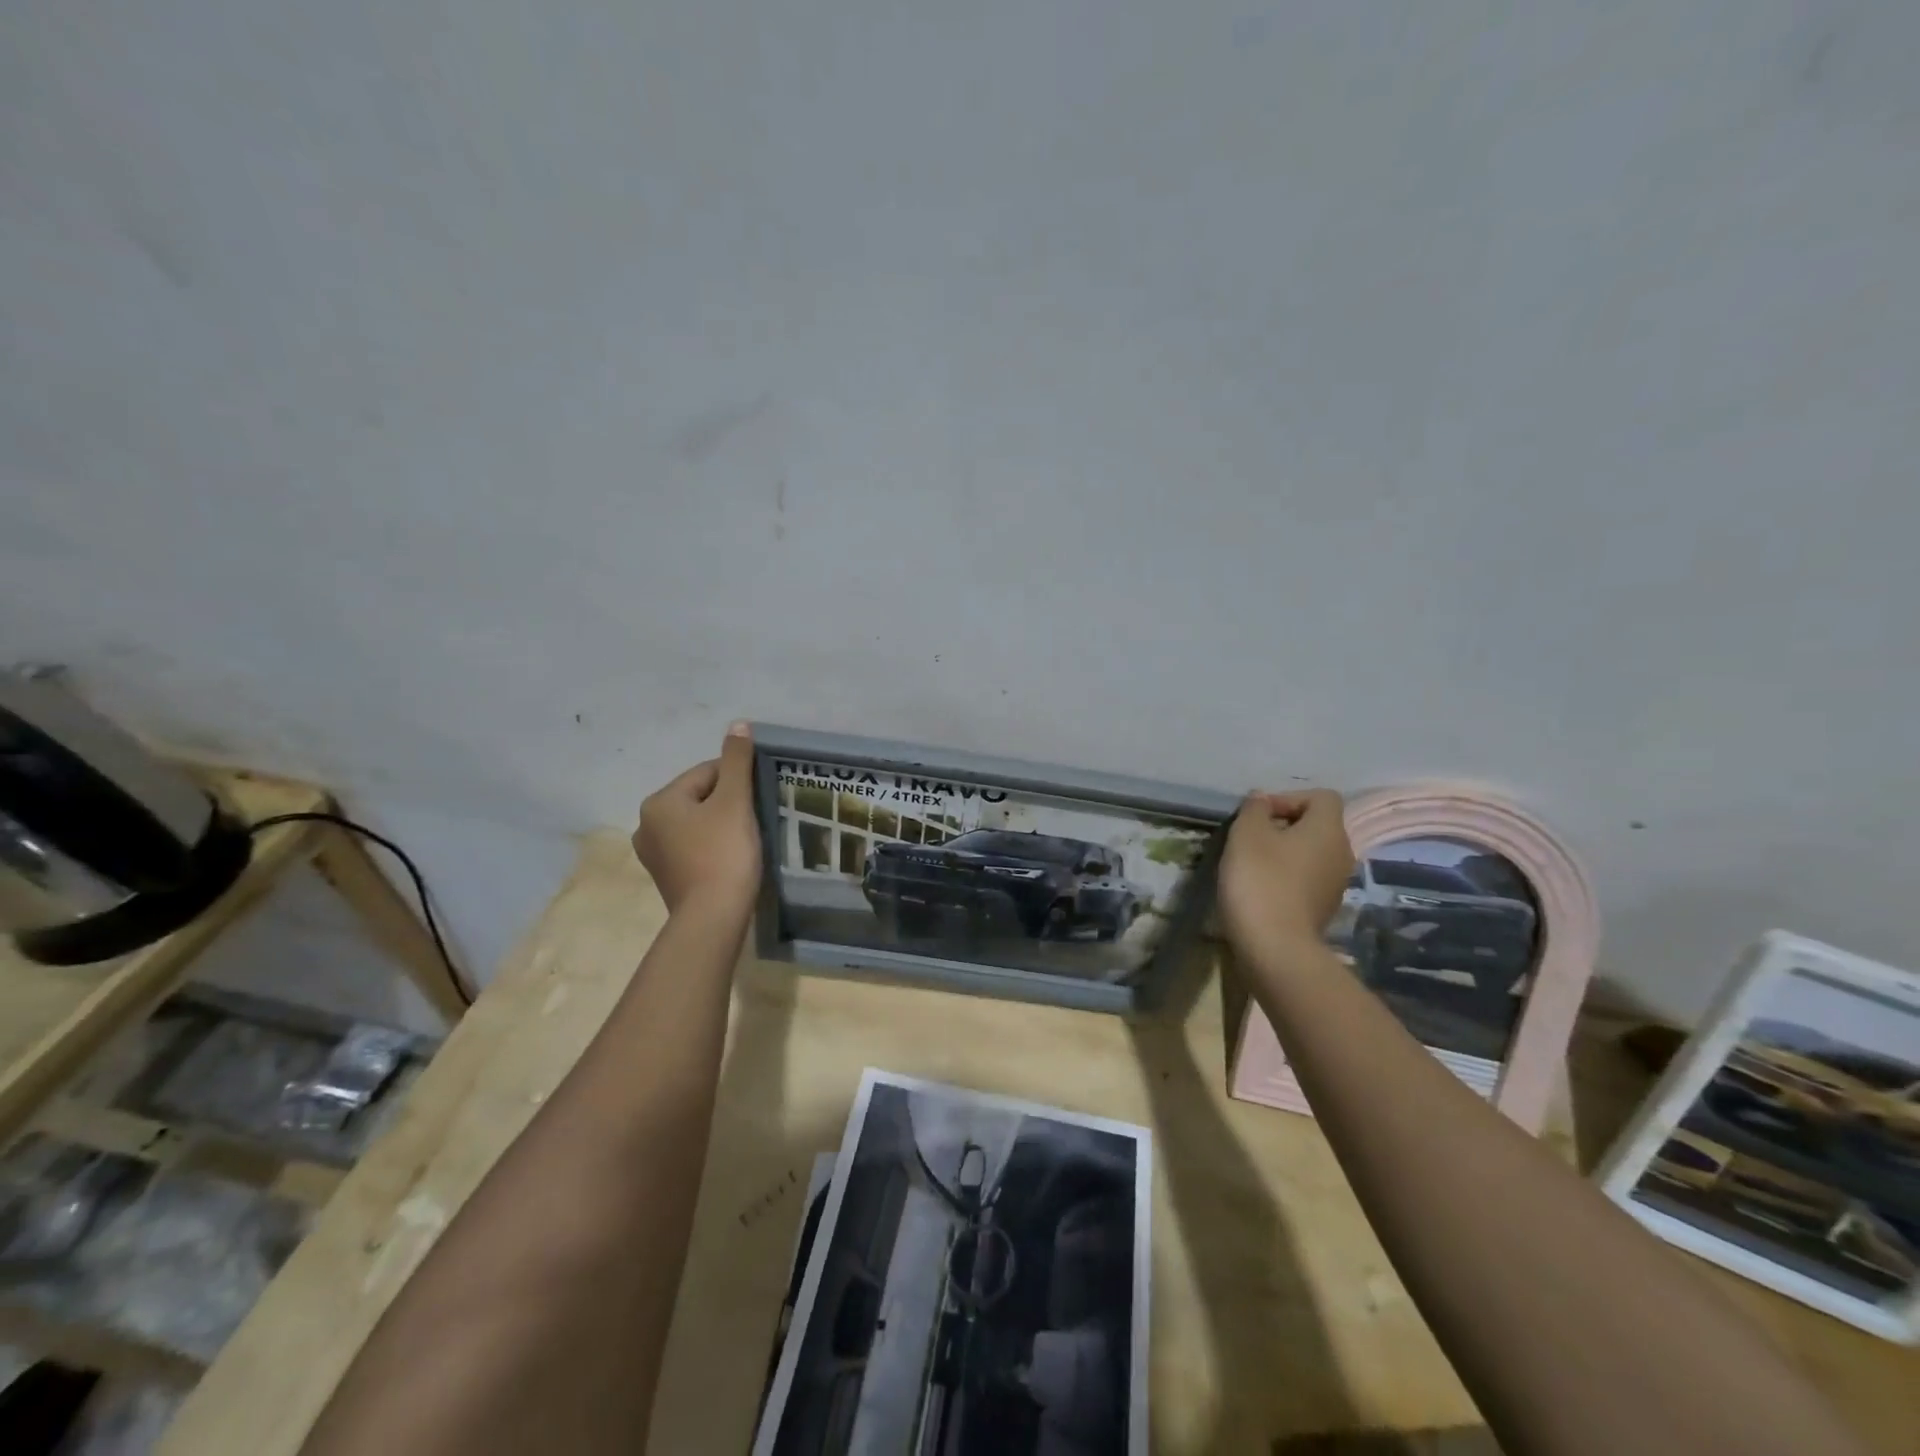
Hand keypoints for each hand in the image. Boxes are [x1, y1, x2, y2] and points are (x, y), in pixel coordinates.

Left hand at [633, 723, 762, 915]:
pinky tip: (733, 858)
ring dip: (722, 825)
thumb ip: (737, 761)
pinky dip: (713, 847)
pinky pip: (694, 848)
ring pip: (698, 824)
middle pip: (700, 797)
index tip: (761, 796)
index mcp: (659, 801)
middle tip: (757, 818)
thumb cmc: (724, 853)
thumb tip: (738, 723)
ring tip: (748, 839)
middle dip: (729, 803)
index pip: (707, 773)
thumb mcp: (735, 802)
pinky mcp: (666, 877)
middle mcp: (647, 824)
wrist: (712, 919)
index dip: (739, 780)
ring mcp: (654, 854)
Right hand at [1217, 789, 1354, 953]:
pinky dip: (1286, 877)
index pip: (1321, 796)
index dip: (1289, 797)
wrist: (1275, 947)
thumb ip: (1254, 809)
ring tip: (1251, 864)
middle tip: (1250, 838)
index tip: (1259, 815)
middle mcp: (1342, 853)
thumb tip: (1262, 799)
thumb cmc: (1260, 879)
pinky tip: (1260, 890)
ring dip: (1283, 853)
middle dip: (1283, 825)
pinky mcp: (1324, 909)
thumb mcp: (1246, 834)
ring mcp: (1336, 884)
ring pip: (1311, 854)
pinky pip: (1307, 879)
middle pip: (1316, 825)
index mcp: (1329, 830)